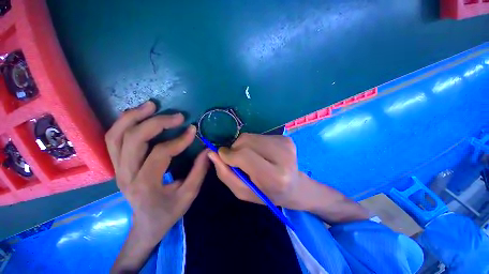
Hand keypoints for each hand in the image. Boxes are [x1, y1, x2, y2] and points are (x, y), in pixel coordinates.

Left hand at [105, 101, 208, 242]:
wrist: (146, 225)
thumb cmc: (168, 212)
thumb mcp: (189, 195)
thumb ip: (199, 171)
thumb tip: (207, 150)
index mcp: (146, 184)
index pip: (160, 153)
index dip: (179, 140)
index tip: (193, 130)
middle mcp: (126, 174)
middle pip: (133, 140)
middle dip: (156, 123)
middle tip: (177, 116)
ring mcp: (117, 169)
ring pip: (116, 136)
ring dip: (133, 117)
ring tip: (151, 106)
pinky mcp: (116, 165)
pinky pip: (113, 139)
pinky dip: (123, 123)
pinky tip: (137, 115)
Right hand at [208, 133, 312, 210]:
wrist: (294, 187)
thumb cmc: (268, 194)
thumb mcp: (244, 192)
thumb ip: (226, 174)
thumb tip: (213, 153)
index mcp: (275, 176)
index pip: (245, 156)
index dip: (230, 155)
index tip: (222, 156)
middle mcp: (283, 156)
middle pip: (247, 141)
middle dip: (236, 149)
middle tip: (239, 161)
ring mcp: (286, 144)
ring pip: (251, 136)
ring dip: (244, 146)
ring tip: (251, 158)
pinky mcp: (286, 138)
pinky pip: (259, 135)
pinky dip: (253, 143)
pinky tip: (261, 154)